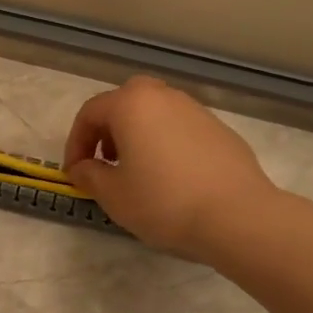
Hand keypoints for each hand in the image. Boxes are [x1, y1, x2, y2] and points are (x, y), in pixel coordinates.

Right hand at [64, 75, 284, 260]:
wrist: (238, 216)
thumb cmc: (164, 202)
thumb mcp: (113, 195)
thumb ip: (89, 175)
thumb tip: (82, 167)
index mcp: (131, 104)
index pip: (90, 113)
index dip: (75, 143)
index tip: (75, 174)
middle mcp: (163, 96)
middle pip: (124, 103)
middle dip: (108, 131)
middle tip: (106, 162)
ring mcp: (195, 110)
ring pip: (154, 114)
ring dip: (138, 136)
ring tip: (138, 172)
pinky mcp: (219, 130)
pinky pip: (180, 129)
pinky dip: (166, 144)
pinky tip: (172, 178)